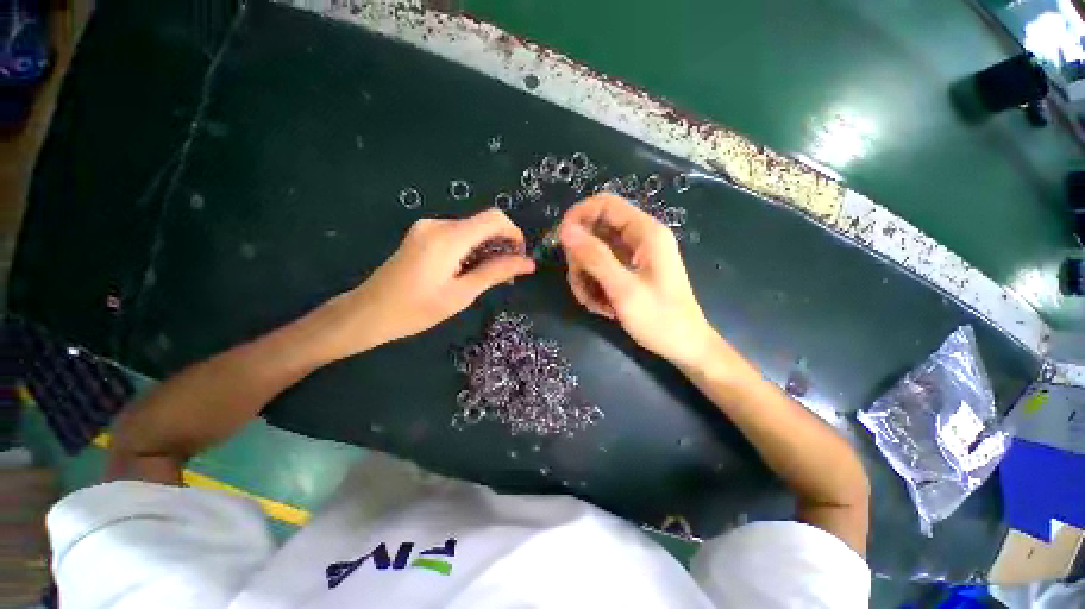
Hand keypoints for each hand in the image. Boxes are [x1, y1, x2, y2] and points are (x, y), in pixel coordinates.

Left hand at [335, 209, 535, 353]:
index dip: (514, 234)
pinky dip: (470, 250)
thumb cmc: (416, 309)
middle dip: (501, 245)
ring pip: (471, 230)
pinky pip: (456, 235)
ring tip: (487, 278)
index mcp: (448, 237)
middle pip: (483, 224)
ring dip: (486, 249)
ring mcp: (427, 228)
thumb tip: (528, 263)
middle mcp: (438, 224)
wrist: (368, 312)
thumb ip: (496, 272)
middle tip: (506, 276)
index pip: (494, 218)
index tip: (520, 258)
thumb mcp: (462, 294)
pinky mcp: (422, 235)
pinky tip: (468, 271)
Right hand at [558, 194, 714, 366]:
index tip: (560, 240)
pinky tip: (601, 306)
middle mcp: (639, 238)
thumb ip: (594, 257)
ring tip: (593, 303)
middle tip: (580, 284)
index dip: (578, 216)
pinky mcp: (629, 271)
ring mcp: (633, 256)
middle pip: (595, 230)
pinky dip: (594, 286)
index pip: (605, 204)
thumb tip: (565, 231)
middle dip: (580, 257)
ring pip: (594, 253)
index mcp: (646, 232)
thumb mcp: (623, 289)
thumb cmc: (660, 319)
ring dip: (585, 277)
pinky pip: (601, 269)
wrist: (684, 346)